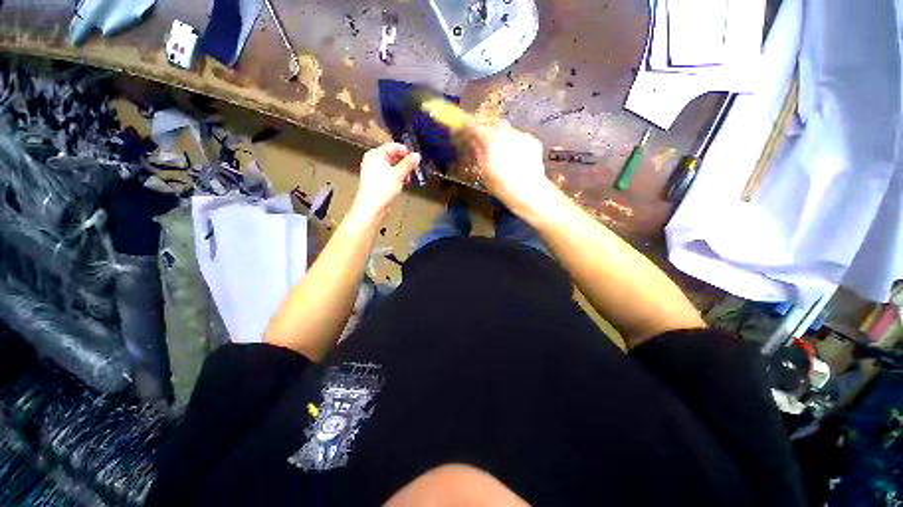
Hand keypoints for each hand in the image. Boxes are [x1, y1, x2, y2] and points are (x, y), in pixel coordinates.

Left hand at [351, 143, 420, 221]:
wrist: (372, 207)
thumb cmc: (383, 188)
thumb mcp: (399, 174)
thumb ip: (409, 163)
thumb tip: (417, 155)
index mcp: (376, 154)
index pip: (394, 146)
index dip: (406, 151)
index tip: (416, 159)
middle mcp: (374, 160)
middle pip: (394, 156)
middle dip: (405, 163)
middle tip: (415, 170)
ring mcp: (375, 171)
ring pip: (393, 166)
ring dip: (403, 171)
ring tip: (408, 179)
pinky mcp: (378, 181)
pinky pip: (391, 174)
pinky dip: (398, 177)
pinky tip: (403, 183)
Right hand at [468, 122, 552, 216]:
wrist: (529, 191)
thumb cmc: (502, 186)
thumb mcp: (484, 173)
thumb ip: (479, 155)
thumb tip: (477, 145)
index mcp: (491, 140)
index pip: (477, 127)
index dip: (470, 128)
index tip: (467, 132)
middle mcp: (507, 133)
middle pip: (493, 126)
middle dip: (488, 132)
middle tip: (485, 143)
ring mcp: (522, 135)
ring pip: (508, 131)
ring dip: (503, 137)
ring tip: (502, 150)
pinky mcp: (533, 141)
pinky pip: (520, 137)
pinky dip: (515, 143)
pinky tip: (516, 155)